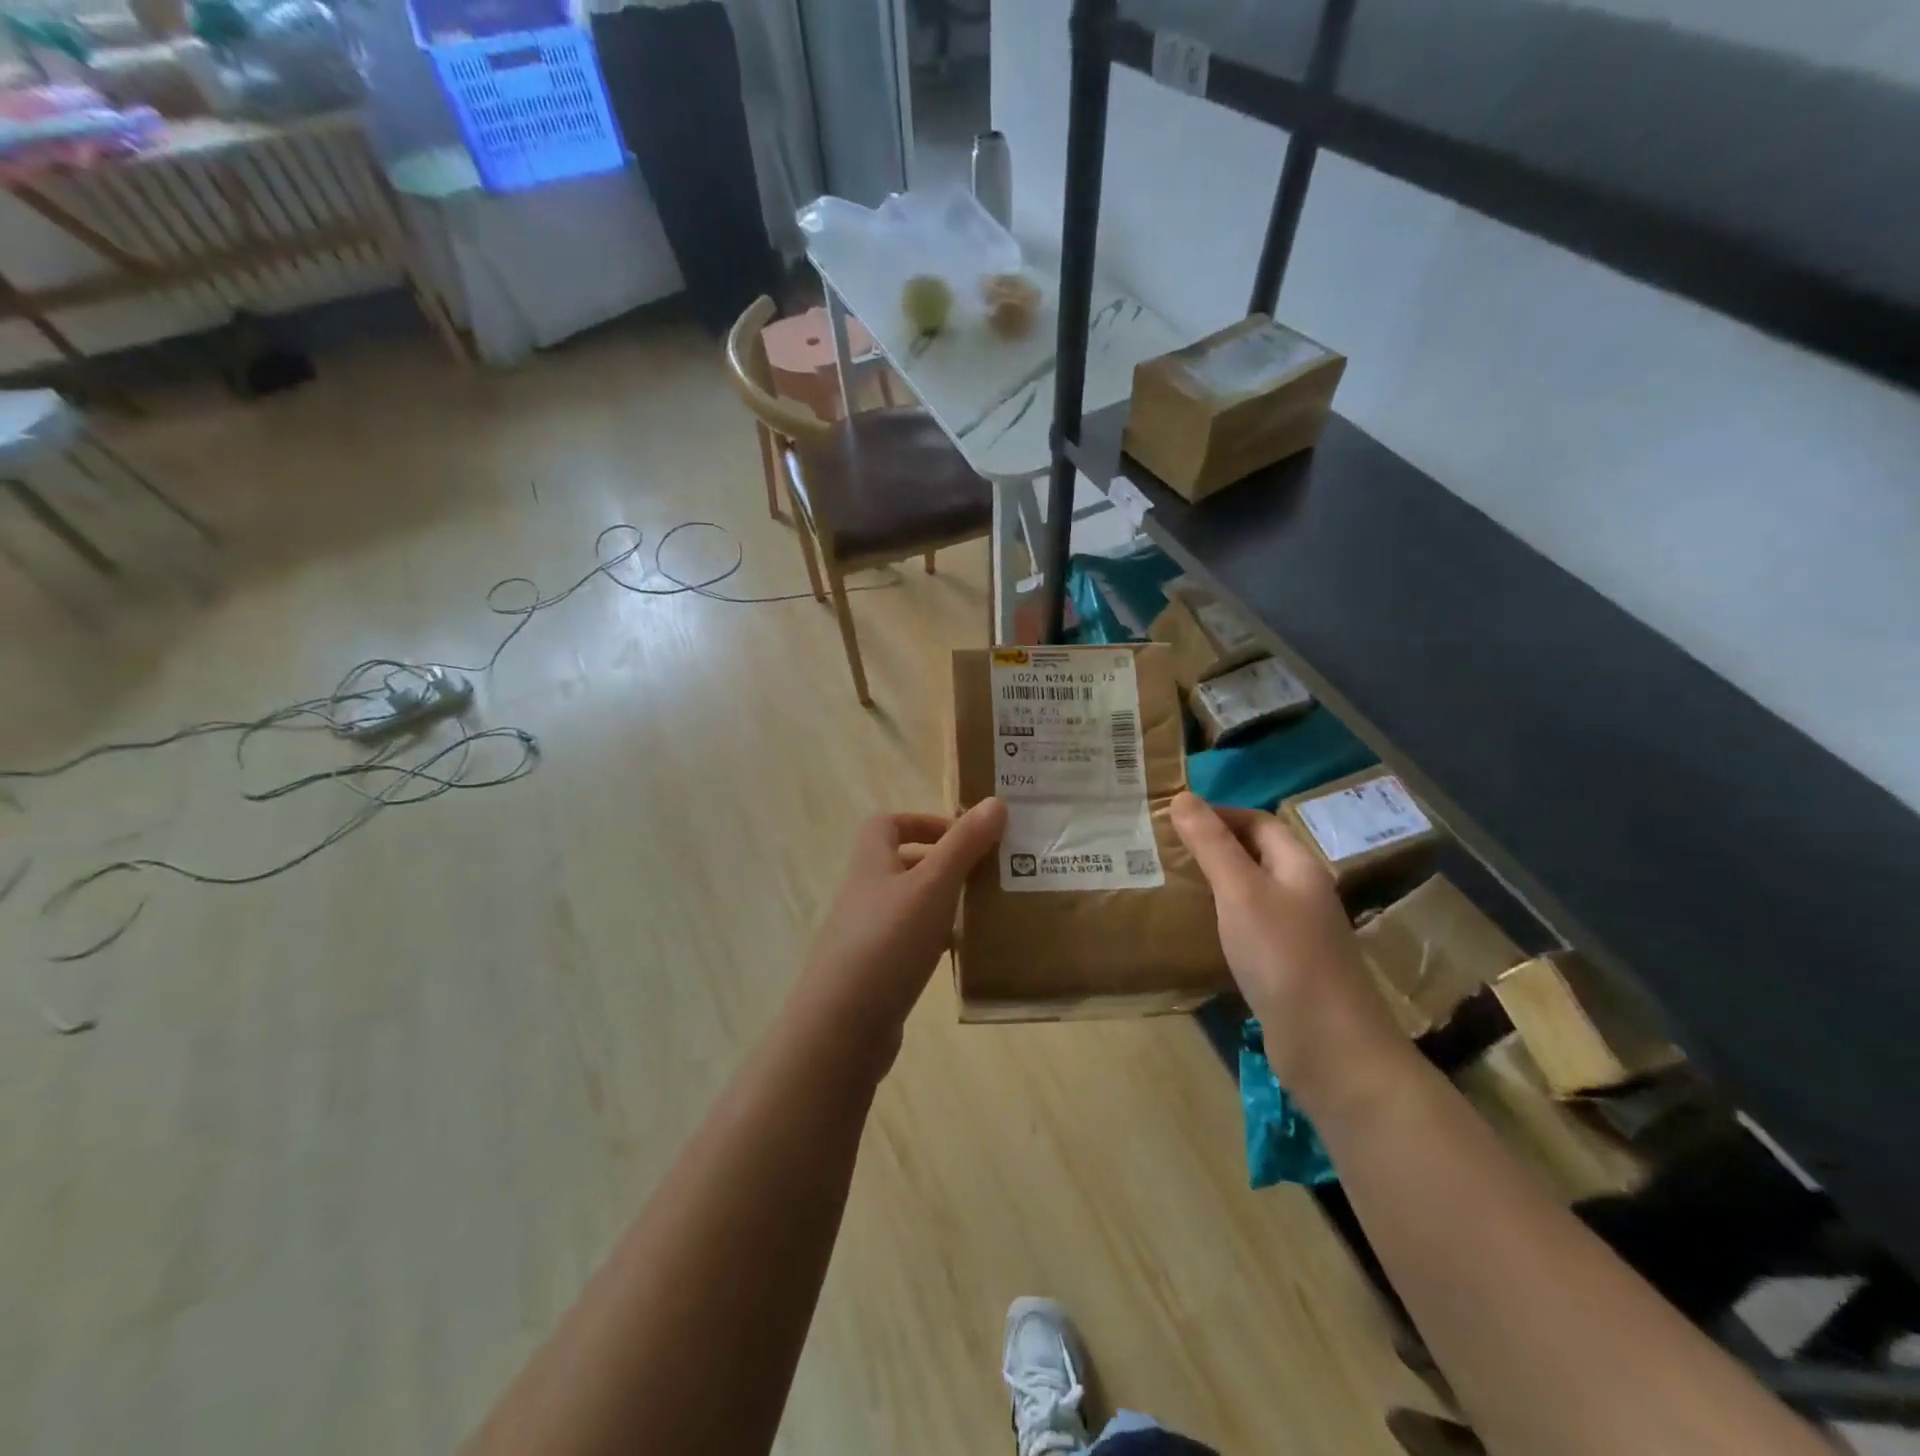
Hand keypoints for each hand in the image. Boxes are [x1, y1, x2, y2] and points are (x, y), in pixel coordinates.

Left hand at [792, 799, 1006, 1059]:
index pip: (888, 824)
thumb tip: (995, 801)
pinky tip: (962, 955)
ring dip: (942, 904)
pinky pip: (909, 944)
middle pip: (901, 864)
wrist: (842, 1025)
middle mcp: (864, 893)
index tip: (963, 835)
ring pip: (909, 906)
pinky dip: (935, 942)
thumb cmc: (888, 941)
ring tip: (983, 912)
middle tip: (984, 873)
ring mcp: (866, 934)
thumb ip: (964, 844)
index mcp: (871, 863)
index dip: (923, 822)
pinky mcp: (874, 972)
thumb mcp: (932, 885)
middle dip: (942, 864)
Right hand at [1170, 792, 1410, 1113]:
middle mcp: (1303, 892)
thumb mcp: (1240, 892)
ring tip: (1174, 881)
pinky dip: (1224, 917)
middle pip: (1258, 854)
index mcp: (1299, 866)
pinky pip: (1252, 926)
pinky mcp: (1287, 966)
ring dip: (1218, 881)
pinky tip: (1200, 930)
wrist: (1330, 1046)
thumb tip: (1182, 797)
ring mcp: (1298, 932)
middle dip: (1215, 845)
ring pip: (1254, 891)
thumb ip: (1212, 844)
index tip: (1174, 818)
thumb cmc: (1283, 956)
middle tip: (1166, 847)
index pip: (1259, 822)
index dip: (1219, 813)